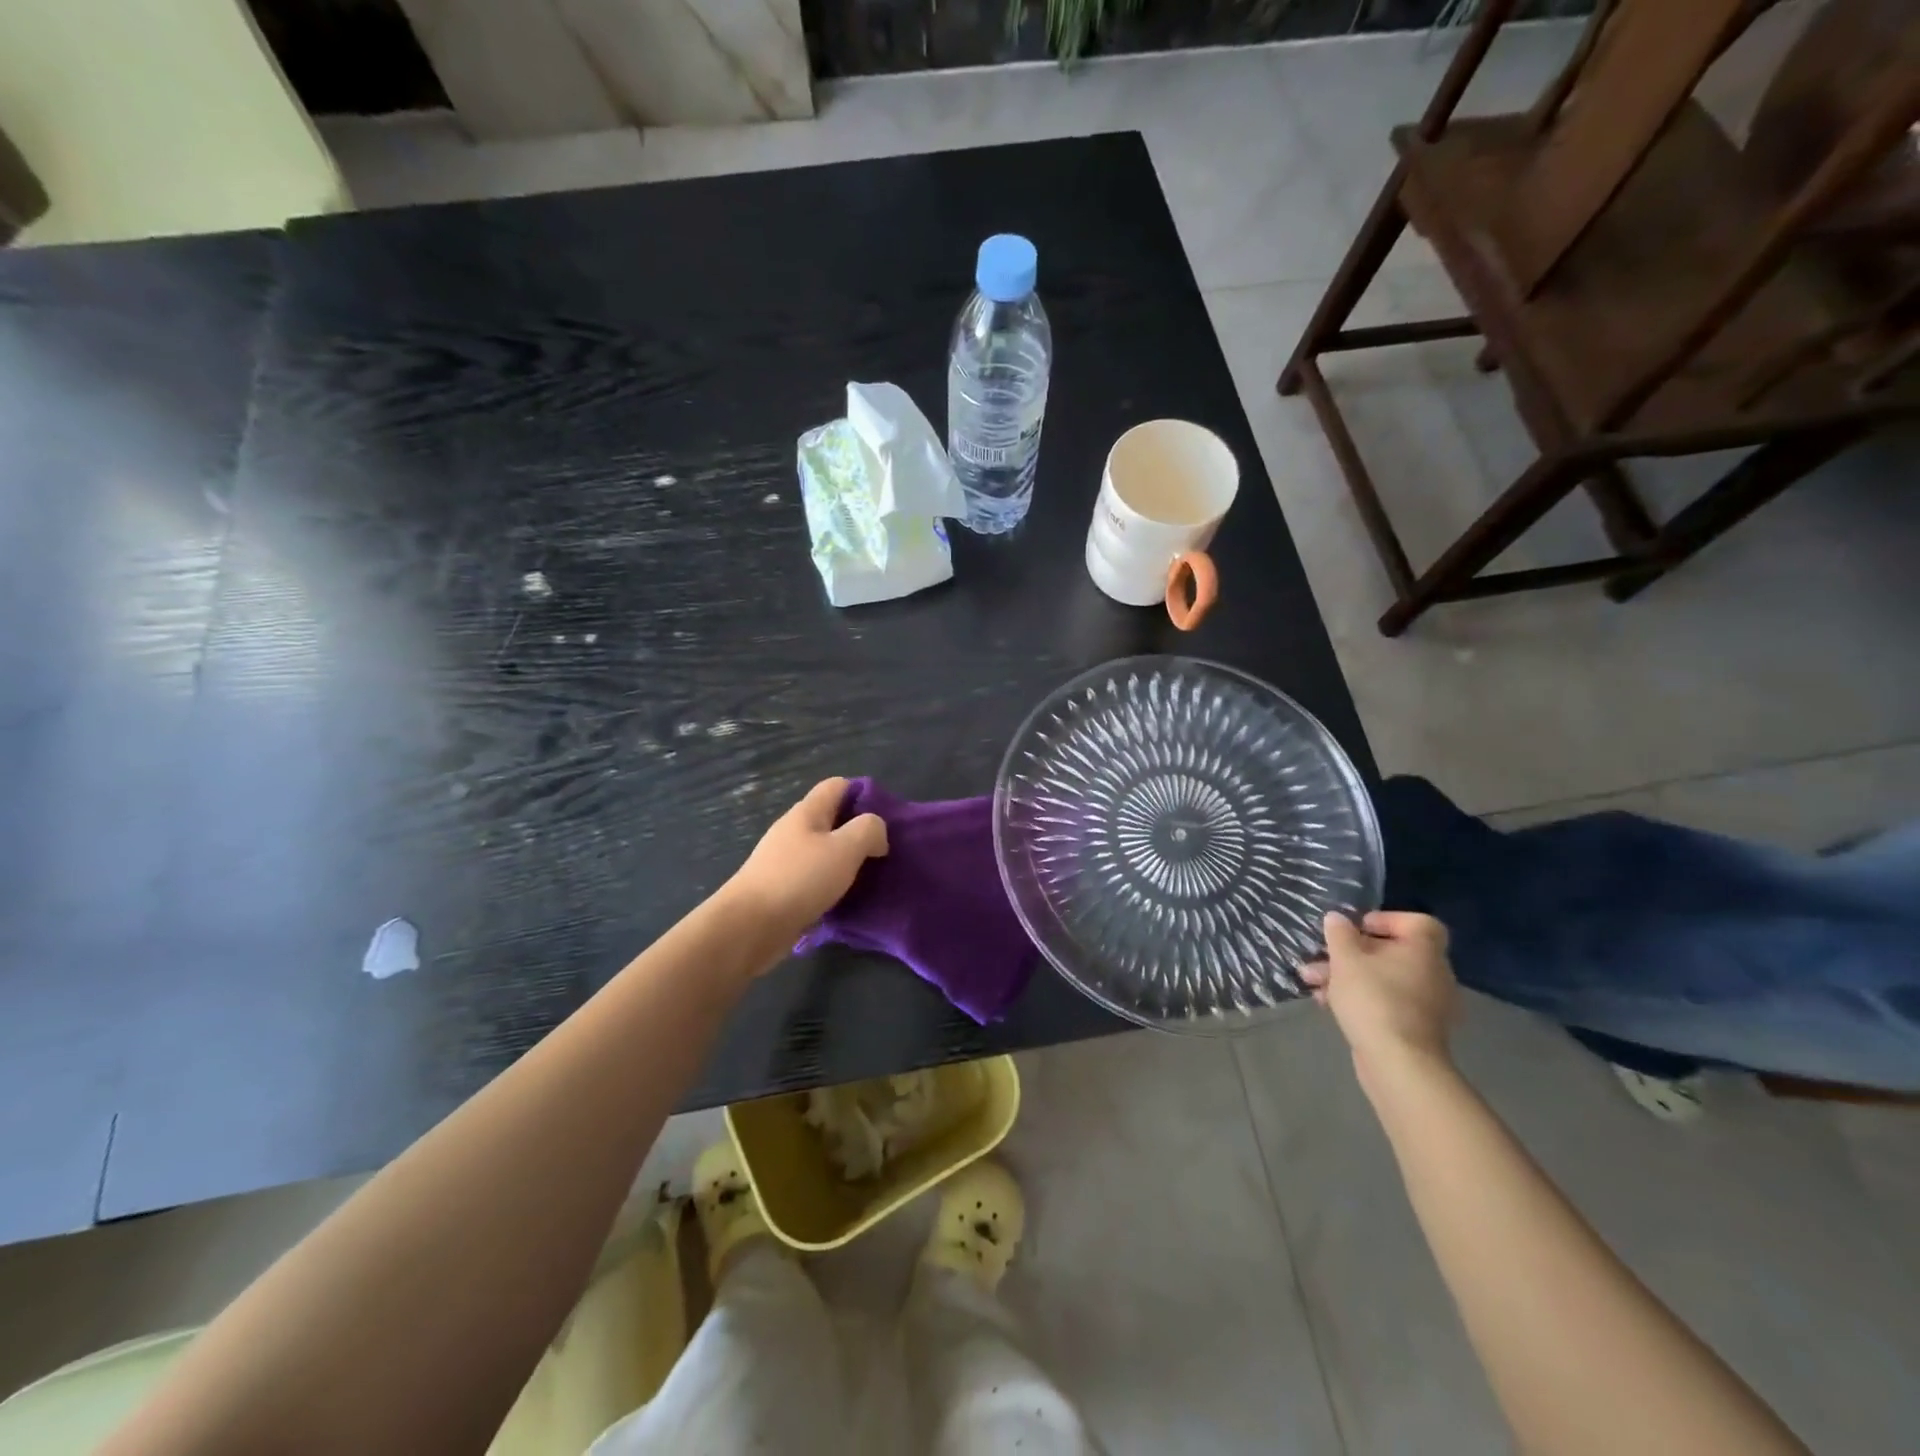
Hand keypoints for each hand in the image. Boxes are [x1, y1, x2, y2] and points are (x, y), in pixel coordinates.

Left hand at [723, 778, 887, 952]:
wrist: (750, 927)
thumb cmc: (800, 879)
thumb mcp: (845, 848)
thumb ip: (868, 830)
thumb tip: (876, 832)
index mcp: (807, 812)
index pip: (838, 785)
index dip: (863, 794)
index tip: (885, 818)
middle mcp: (794, 831)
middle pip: (832, 819)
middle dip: (858, 832)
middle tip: (883, 852)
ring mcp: (784, 861)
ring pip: (824, 851)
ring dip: (847, 861)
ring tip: (871, 878)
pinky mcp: (782, 889)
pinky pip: (815, 878)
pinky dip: (832, 885)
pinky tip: (846, 900)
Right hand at [1301, 911, 1456, 1072]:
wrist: (1398, 1064)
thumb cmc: (1373, 1000)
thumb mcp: (1346, 959)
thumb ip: (1339, 934)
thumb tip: (1337, 918)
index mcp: (1423, 951)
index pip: (1416, 923)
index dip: (1385, 920)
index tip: (1356, 928)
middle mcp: (1432, 973)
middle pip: (1391, 951)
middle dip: (1350, 952)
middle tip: (1321, 955)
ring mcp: (1426, 1003)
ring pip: (1383, 978)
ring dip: (1347, 975)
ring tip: (1312, 981)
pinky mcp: (1415, 1027)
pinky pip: (1386, 1001)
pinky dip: (1360, 998)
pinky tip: (1328, 1004)